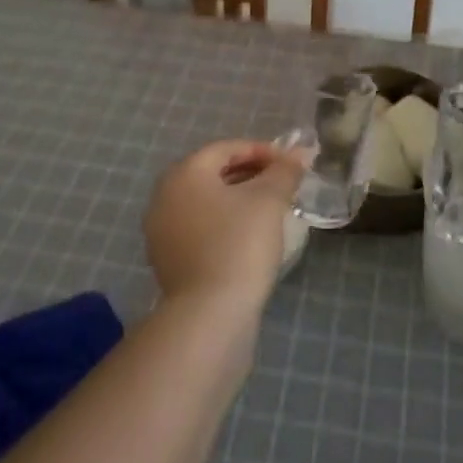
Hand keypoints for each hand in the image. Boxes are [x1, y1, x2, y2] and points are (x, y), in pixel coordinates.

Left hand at [143, 140, 304, 310]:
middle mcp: (164, 196)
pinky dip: (223, 223)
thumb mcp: (269, 200)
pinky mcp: (167, 260)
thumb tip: (300, 152)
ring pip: (205, 202)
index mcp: (184, 173)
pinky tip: (248, 237)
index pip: (226, 148)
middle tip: (281, 184)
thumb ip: (285, 171)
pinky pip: (199, 228)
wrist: (209, 314)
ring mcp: (161, 231)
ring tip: (269, 210)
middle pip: (212, 173)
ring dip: (237, 199)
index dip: (261, 151)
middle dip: (249, 173)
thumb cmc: (239, 244)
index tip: (289, 164)